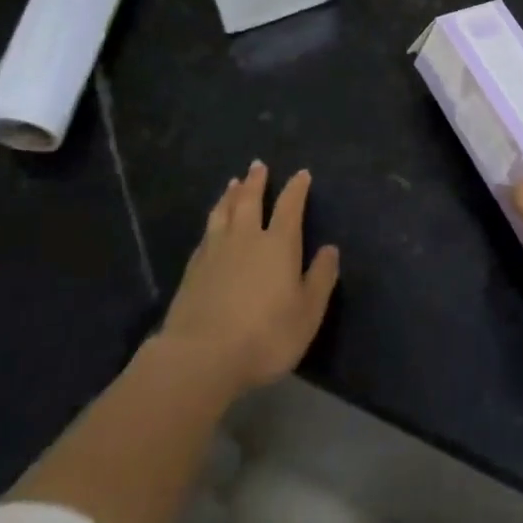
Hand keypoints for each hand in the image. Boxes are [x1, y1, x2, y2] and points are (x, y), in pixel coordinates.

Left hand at [159, 161, 339, 396]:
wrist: (201, 357)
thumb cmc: (264, 336)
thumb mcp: (307, 313)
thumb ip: (320, 279)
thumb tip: (330, 249)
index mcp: (278, 244)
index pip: (290, 206)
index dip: (296, 189)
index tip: (301, 174)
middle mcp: (246, 238)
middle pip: (250, 200)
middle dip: (256, 181)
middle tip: (257, 164)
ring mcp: (216, 251)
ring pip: (224, 212)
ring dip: (230, 195)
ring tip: (233, 182)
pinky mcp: (192, 269)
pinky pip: (206, 233)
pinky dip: (212, 220)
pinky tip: (211, 224)